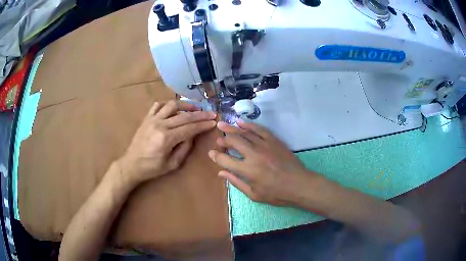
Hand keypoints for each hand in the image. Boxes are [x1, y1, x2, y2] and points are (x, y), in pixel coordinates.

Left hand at [118, 100, 216, 184]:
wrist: (131, 164)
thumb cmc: (152, 168)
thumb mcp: (172, 164)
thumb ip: (185, 148)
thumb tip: (193, 135)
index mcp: (166, 138)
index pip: (189, 128)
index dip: (203, 124)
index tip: (213, 121)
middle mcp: (160, 125)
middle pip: (184, 115)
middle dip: (200, 114)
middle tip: (211, 113)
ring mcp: (152, 119)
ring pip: (172, 105)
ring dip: (185, 105)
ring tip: (195, 107)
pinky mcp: (146, 118)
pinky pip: (158, 105)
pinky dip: (168, 104)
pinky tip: (175, 108)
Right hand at [208, 121, 314, 205]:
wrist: (299, 184)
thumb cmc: (277, 194)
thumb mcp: (254, 194)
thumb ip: (236, 182)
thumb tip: (221, 173)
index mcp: (248, 170)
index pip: (225, 160)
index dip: (216, 156)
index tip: (211, 153)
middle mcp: (254, 155)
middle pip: (234, 142)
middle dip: (223, 139)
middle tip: (218, 139)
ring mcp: (265, 146)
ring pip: (245, 133)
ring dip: (232, 129)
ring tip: (222, 125)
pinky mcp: (274, 141)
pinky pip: (260, 129)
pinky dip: (250, 125)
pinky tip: (241, 123)